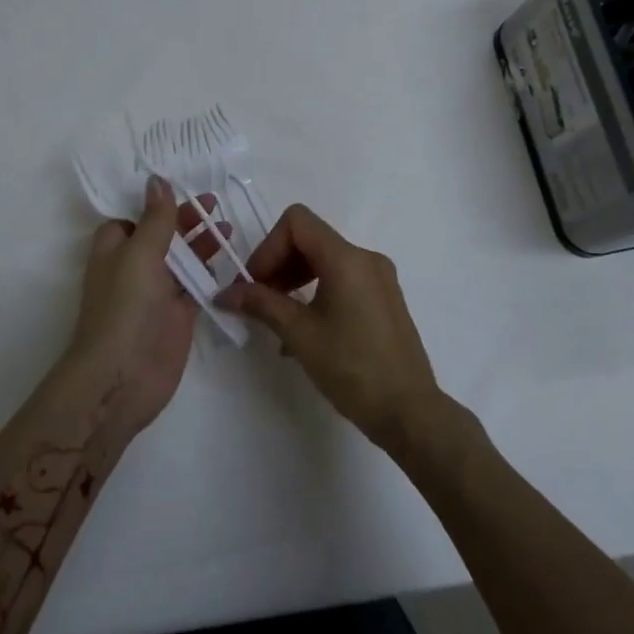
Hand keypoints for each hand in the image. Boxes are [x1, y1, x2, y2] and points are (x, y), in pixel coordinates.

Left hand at [70, 176, 227, 435]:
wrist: (124, 376)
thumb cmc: (125, 306)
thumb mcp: (140, 253)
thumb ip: (156, 218)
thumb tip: (157, 180)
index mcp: (115, 248)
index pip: (132, 217)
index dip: (153, 202)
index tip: (181, 184)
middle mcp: (134, 267)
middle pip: (161, 234)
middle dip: (184, 219)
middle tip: (214, 202)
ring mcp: (157, 293)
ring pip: (181, 259)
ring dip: (201, 243)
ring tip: (227, 228)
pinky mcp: (177, 315)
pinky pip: (196, 286)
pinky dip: (211, 273)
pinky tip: (231, 260)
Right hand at [216, 204, 443, 451]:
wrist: (409, 412)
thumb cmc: (352, 369)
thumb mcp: (300, 335)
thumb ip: (261, 305)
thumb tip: (224, 293)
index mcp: (347, 258)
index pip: (297, 222)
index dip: (268, 247)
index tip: (255, 284)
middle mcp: (365, 258)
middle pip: (310, 239)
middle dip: (278, 263)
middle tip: (258, 302)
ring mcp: (379, 278)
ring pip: (324, 259)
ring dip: (294, 279)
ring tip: (277, 319)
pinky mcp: (384, 298)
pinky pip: (341, 279)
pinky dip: (315, 291)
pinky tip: (303, 330)